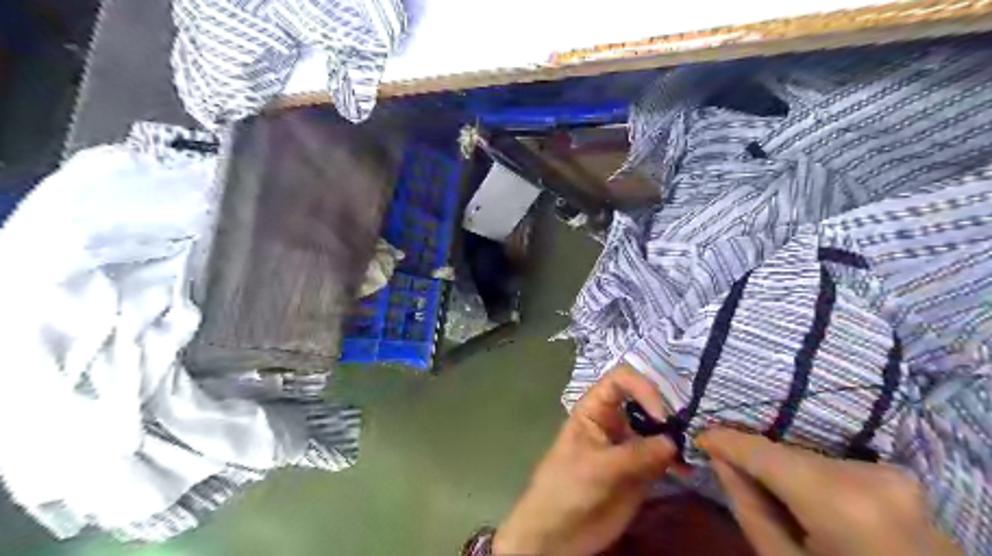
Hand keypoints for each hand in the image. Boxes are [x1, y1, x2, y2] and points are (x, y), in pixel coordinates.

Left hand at [494, 364, 678, 554]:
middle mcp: (614, 422)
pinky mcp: (640, 471)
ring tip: (694, 451)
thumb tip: (673, 442)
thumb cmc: (566, 488)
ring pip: (658, 431)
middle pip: (644, 402)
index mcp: (594, 410)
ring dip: (676, 437)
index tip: (659, 414)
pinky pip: (663, 459)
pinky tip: (688, 472)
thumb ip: (635, 454)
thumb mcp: (597, 467)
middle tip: (689, 431)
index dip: (642, 388)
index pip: (620, 381)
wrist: (557, 534)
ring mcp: (628, 446)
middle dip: (667, 411)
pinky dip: (677, 462)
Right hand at [696, 428, 960, 553]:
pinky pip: (830, 464)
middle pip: (786, 455)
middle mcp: (867, 477)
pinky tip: (800, 496)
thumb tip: (722, 463)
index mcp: (840, 504)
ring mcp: (889, 475)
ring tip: (764, 487)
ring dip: (780, 468)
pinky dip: (807, 475)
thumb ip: (749, 508)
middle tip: (724, 468)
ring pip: (806, 457)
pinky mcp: (898, 477)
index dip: (726, 441)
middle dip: (753, 460)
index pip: (765, 454)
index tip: (698, 437)